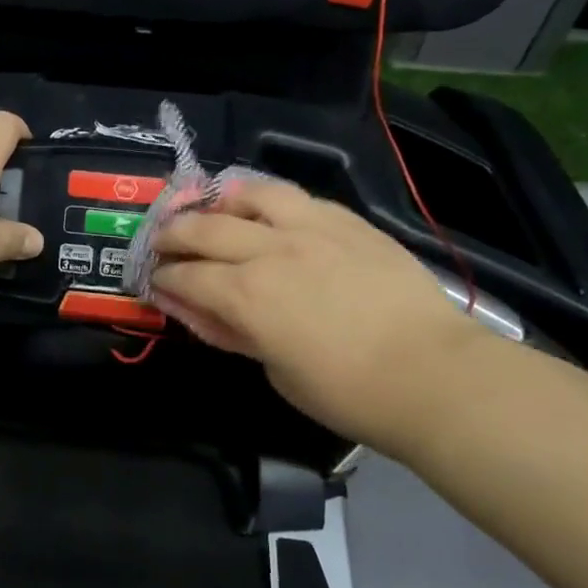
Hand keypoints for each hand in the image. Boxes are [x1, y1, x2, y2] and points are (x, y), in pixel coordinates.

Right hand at [150, 176, 490, 452]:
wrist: (433, 375)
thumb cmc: (347, 393)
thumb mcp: (275, 372)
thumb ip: (234, 333)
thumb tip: (202, 310)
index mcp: (246, 295)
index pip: (186, 275)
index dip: (162, 277)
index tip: (154, 279)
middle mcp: (269, 250)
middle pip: (203, 227)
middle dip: (173, 233)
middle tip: (163, 241)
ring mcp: (310, 228)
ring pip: (249, 194)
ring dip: (219, 201)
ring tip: (212, 209)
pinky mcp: (347, 222)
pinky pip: (297, 197)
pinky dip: (268, 199)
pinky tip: (265, 208)